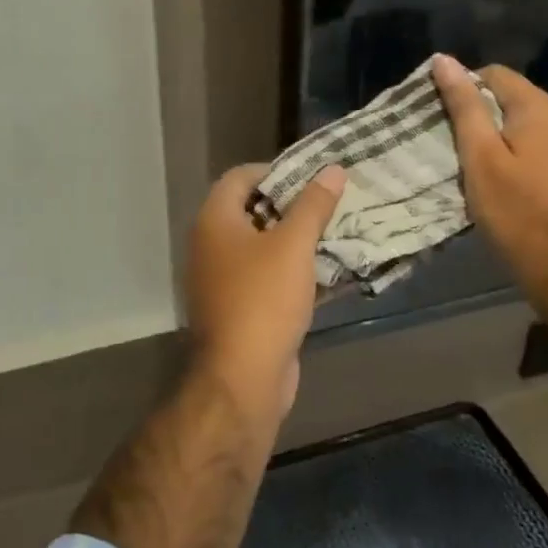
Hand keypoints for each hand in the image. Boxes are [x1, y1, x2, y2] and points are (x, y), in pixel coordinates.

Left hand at [184, 162, 346, 418]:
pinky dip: (293, 269)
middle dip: (291, 205)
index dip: (275, 170)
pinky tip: (326, 270)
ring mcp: (223, 279)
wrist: (243, 377)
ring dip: (295, 239)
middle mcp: (211, 245)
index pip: (240, 177)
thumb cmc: (264, 299)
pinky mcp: (240, 307)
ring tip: (336, 231)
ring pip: (262, 246)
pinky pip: (267, 277)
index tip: (312, 176)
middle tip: (330, 202)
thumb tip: (333, 169)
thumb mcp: (293, 245)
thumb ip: (314, 205)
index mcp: (214, 222)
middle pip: (252, 211)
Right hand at [432, 54, 547, 294]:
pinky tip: (502, 172)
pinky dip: (516, 146)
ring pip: (524, 117)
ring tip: (474, 160)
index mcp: (542, 108)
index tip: (443, 118)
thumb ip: (464, 106)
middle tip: (454, 144)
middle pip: (512, 95)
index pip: (495, 74)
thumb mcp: (480, 157)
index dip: (464, 88)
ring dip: (498, 131)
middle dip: (481, 112)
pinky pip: (539, 137)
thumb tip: (444, 60)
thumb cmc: (514, 211)